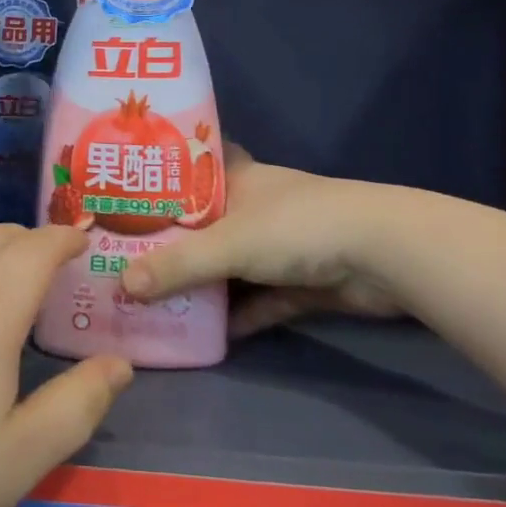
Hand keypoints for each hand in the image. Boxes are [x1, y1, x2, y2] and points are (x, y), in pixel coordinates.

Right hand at [121, 146, 403, 335]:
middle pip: (203, 226)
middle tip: (122, 259)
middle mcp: (255, 209)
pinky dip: (236, 316)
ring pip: (228, 266)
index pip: (190, 171)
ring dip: (200, 284)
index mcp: (237, 180)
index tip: (123, 195)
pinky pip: (257, 301)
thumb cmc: (296, 226)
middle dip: (169, 244)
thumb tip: (121, 286)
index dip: (160, 181)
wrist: (384, 255)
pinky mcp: (299, 283)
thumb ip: (176, 266)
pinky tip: (203, 335)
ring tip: (150, 300)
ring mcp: (279, 247)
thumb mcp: (228, 244)